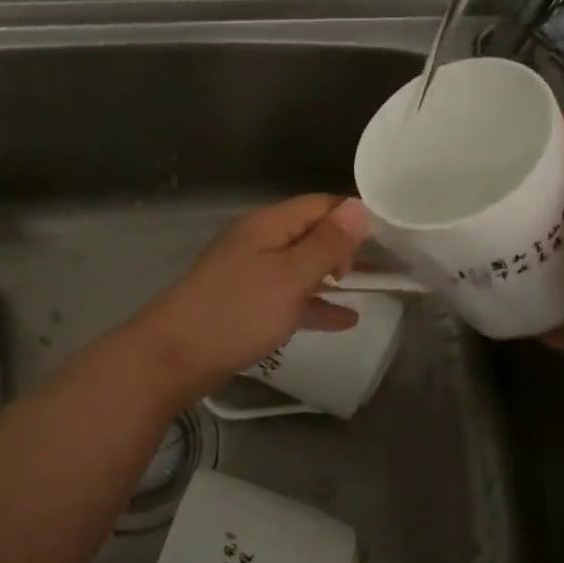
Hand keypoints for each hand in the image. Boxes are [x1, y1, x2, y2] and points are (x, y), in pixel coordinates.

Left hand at [124, 195, 371, 405]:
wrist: (174, 357)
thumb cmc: (237, 311)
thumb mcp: (290, 276)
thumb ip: (327, 244)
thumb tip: (359, 207)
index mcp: (269, 225)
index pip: (320, 205)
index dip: (354, 218)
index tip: (389, 239)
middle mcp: (260, 242)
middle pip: (311, 234)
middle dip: (347, 248)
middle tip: (386, 267)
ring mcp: (251, 274)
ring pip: (302, 267)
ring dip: (334, 276)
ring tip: (374, 289)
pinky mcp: (246, 304)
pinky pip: (290, 297)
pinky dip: (315, 304)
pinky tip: (344, 321)